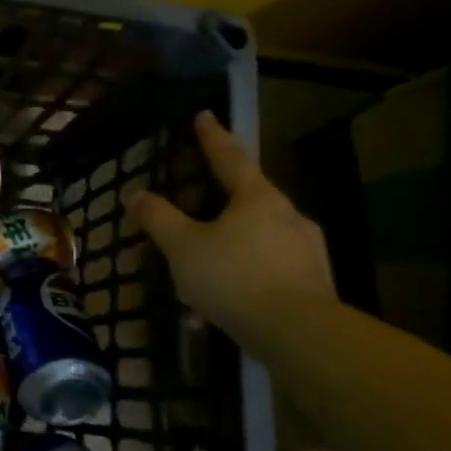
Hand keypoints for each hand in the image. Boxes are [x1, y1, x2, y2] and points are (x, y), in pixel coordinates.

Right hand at [129, 112, 334, 352]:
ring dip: (232, 242)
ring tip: (204, 264)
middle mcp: (288, 216)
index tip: (205, 115)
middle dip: (222, 198)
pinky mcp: (314, 283)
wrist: (300, 335)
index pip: (230, 157)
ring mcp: (306, 250)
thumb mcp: (182, 247)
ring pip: (259, 236)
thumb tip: (136, 195)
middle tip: (197, 202)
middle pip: (249, 197)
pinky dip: (245, 274)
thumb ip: (158, 218)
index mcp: (257, 198)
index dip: (213, 137)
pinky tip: (223, 302)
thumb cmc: (235, 278)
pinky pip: (269, 268)